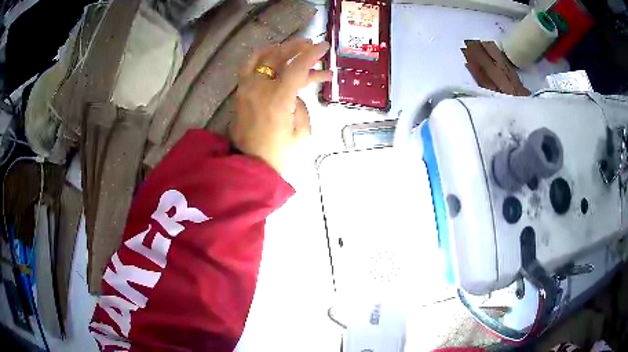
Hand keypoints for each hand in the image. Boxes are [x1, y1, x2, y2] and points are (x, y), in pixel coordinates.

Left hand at [230, 39, 330, 172]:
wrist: (249, 168)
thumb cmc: (278, 156)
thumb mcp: (301, 134)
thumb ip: (301, 108)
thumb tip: (294, 95)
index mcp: (278, 98)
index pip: (297, 67)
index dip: (312, 54)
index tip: (324, 46)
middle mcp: (259, 88)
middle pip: (278, 57)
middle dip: (297, 48)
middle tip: (311, 44)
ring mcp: (246, 89)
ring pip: (261, 58)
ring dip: (278, 49)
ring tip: (293, 47)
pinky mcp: (240, 94)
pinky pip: (248, 68)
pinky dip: (260, 57)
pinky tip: (271, 55)